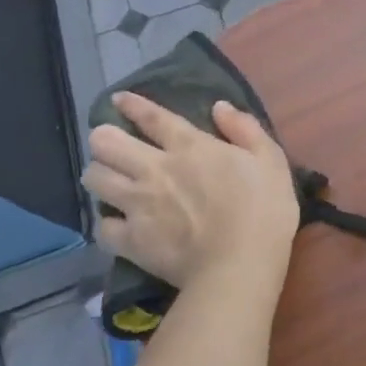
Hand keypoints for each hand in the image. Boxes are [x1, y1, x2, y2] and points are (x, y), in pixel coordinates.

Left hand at [82, 95, 299, 287]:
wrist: (240, 265)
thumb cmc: (264, 210)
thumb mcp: (271, 160)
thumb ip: (245, 129)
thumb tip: (219, 106)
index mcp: (190, 147)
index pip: (152, 117)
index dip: (132, 105)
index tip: (119, 100)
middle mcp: (154, 168)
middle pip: (107, 143)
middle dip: (104, 139)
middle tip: (113, 145)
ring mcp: (137, 205)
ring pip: (94, 179)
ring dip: (100, 174)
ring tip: (109, 180)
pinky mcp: (130, 240)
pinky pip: (101, 226)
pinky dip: (107, 222)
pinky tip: (117, 223)